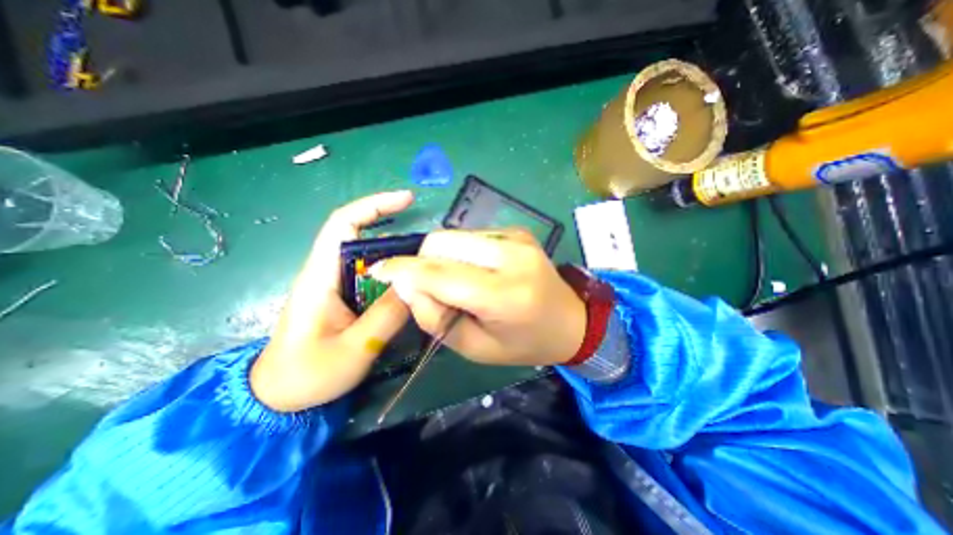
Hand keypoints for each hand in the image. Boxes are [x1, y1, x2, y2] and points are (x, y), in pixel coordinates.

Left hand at [253, 191, 414, 411]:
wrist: (278, 397)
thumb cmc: (307, 375)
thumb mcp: (353, 348)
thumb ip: (386, 315)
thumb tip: (416, 284)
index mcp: (320, 276)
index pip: (343, 223)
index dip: (375, 205)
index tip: (407, 200)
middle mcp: (327, 271)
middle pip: (363, 236)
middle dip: (396, 232)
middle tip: (430, 246)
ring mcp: (336, 284)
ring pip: (371, 258)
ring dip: (398, 255)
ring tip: (426, 265)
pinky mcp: (345, 297)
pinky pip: (373, 276)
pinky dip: (394, 274)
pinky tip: (411, 285)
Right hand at [368, 230, 584, 368]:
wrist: (571, 321)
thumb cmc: (524, 343)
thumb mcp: (475, 347)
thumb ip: (436, 318)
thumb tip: (407, 285)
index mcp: (504, 294)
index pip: (440, 273)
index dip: (403, 270)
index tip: (379, 271)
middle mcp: (511, 256)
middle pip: (442, 242)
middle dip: (422, 262)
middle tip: (428, 287)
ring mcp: (516, 237)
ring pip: (453, 234)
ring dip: (441, 257)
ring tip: (456, 282)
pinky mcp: (516, 230)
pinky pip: (470, 235)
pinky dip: (460, 251)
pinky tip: (475, 270)